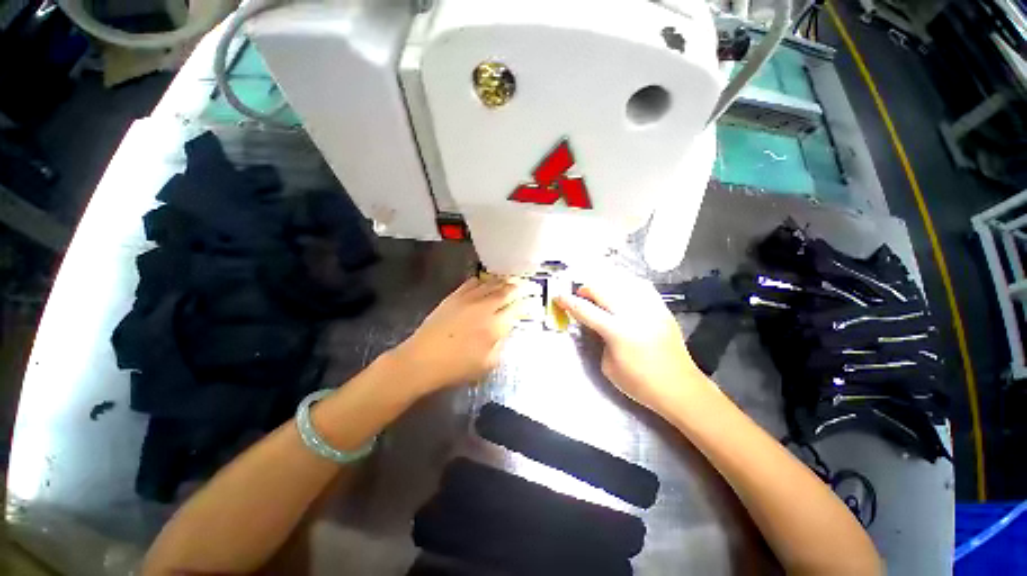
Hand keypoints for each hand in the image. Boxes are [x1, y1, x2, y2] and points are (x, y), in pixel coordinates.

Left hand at [393, 277, 531, 393]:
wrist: (422, 360)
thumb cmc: (456, 368)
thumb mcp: (487, 364)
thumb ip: (502, 344)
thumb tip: (507, 329)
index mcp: (494, 326)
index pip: (517, 308)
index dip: (528, 303)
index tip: (534, 301)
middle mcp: (484, 308)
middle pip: (507, 291)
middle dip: (521, 287)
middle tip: (529, 285)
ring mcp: (468, 299)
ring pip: (492, 284)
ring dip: (504, 281)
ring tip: (512, 280)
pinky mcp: (454, 296)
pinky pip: (473, 282)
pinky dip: (483, 280)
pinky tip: (487, 282)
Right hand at [555, 274, 705, 413]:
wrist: (679, 387)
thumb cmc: (640, 383)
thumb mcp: (608, 365)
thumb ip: (599, 339)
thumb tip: (596, 324)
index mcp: (617, 331)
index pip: (585, 310)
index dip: (568, 302)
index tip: (558, 296)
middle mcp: (633, 313)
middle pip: (602, 289)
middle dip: (586, 289)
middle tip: (580, 296)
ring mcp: (650, 308)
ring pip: (621, 282)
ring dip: (604, 284)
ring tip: (599, 292)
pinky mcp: (662, 308)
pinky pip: (641, 286)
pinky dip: (626, 284)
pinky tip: (621, 289)